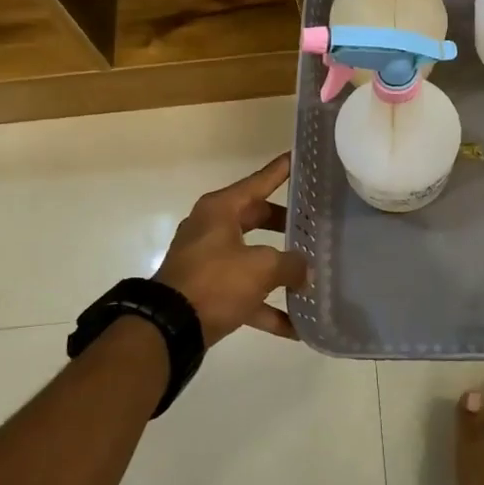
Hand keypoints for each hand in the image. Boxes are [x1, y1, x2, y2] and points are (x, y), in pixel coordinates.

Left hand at [153, 154, 309, 346]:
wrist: (168, 328)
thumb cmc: (215, 281)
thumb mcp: (261, 267)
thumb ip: (291, 264)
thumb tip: (305, 270)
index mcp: (221, 210)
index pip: (259, 182)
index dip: (280, 170)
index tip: (298, 156)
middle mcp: (212, 229)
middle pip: (257, 218)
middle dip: (286, 224)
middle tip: (314, 222)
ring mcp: (208, 261)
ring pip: (253, 257)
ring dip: (280, 270)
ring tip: (311, 273)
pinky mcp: (208, 292)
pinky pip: (245, 294)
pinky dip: (267, 308)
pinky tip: (296, 327)